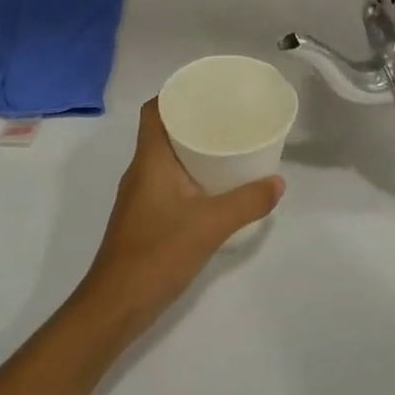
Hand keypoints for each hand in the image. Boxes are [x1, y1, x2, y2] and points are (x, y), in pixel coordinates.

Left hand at [75, 100, 283, 338]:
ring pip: (167, 158)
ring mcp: (140, 196)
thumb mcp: (211, 225)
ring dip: (193, 149)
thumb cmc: (157, 253)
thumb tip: (277, 182)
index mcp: (150, 160)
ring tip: (229, 145)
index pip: (154, 111)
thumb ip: (247, 202)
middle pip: (163, 131)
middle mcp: (141, 171)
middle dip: (193, 120)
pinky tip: (215, 187)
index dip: (175, 94)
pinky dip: (191, 175)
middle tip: (229, 116)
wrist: (116, 304)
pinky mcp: (145, 218)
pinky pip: (169, 181)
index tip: (207, 90)